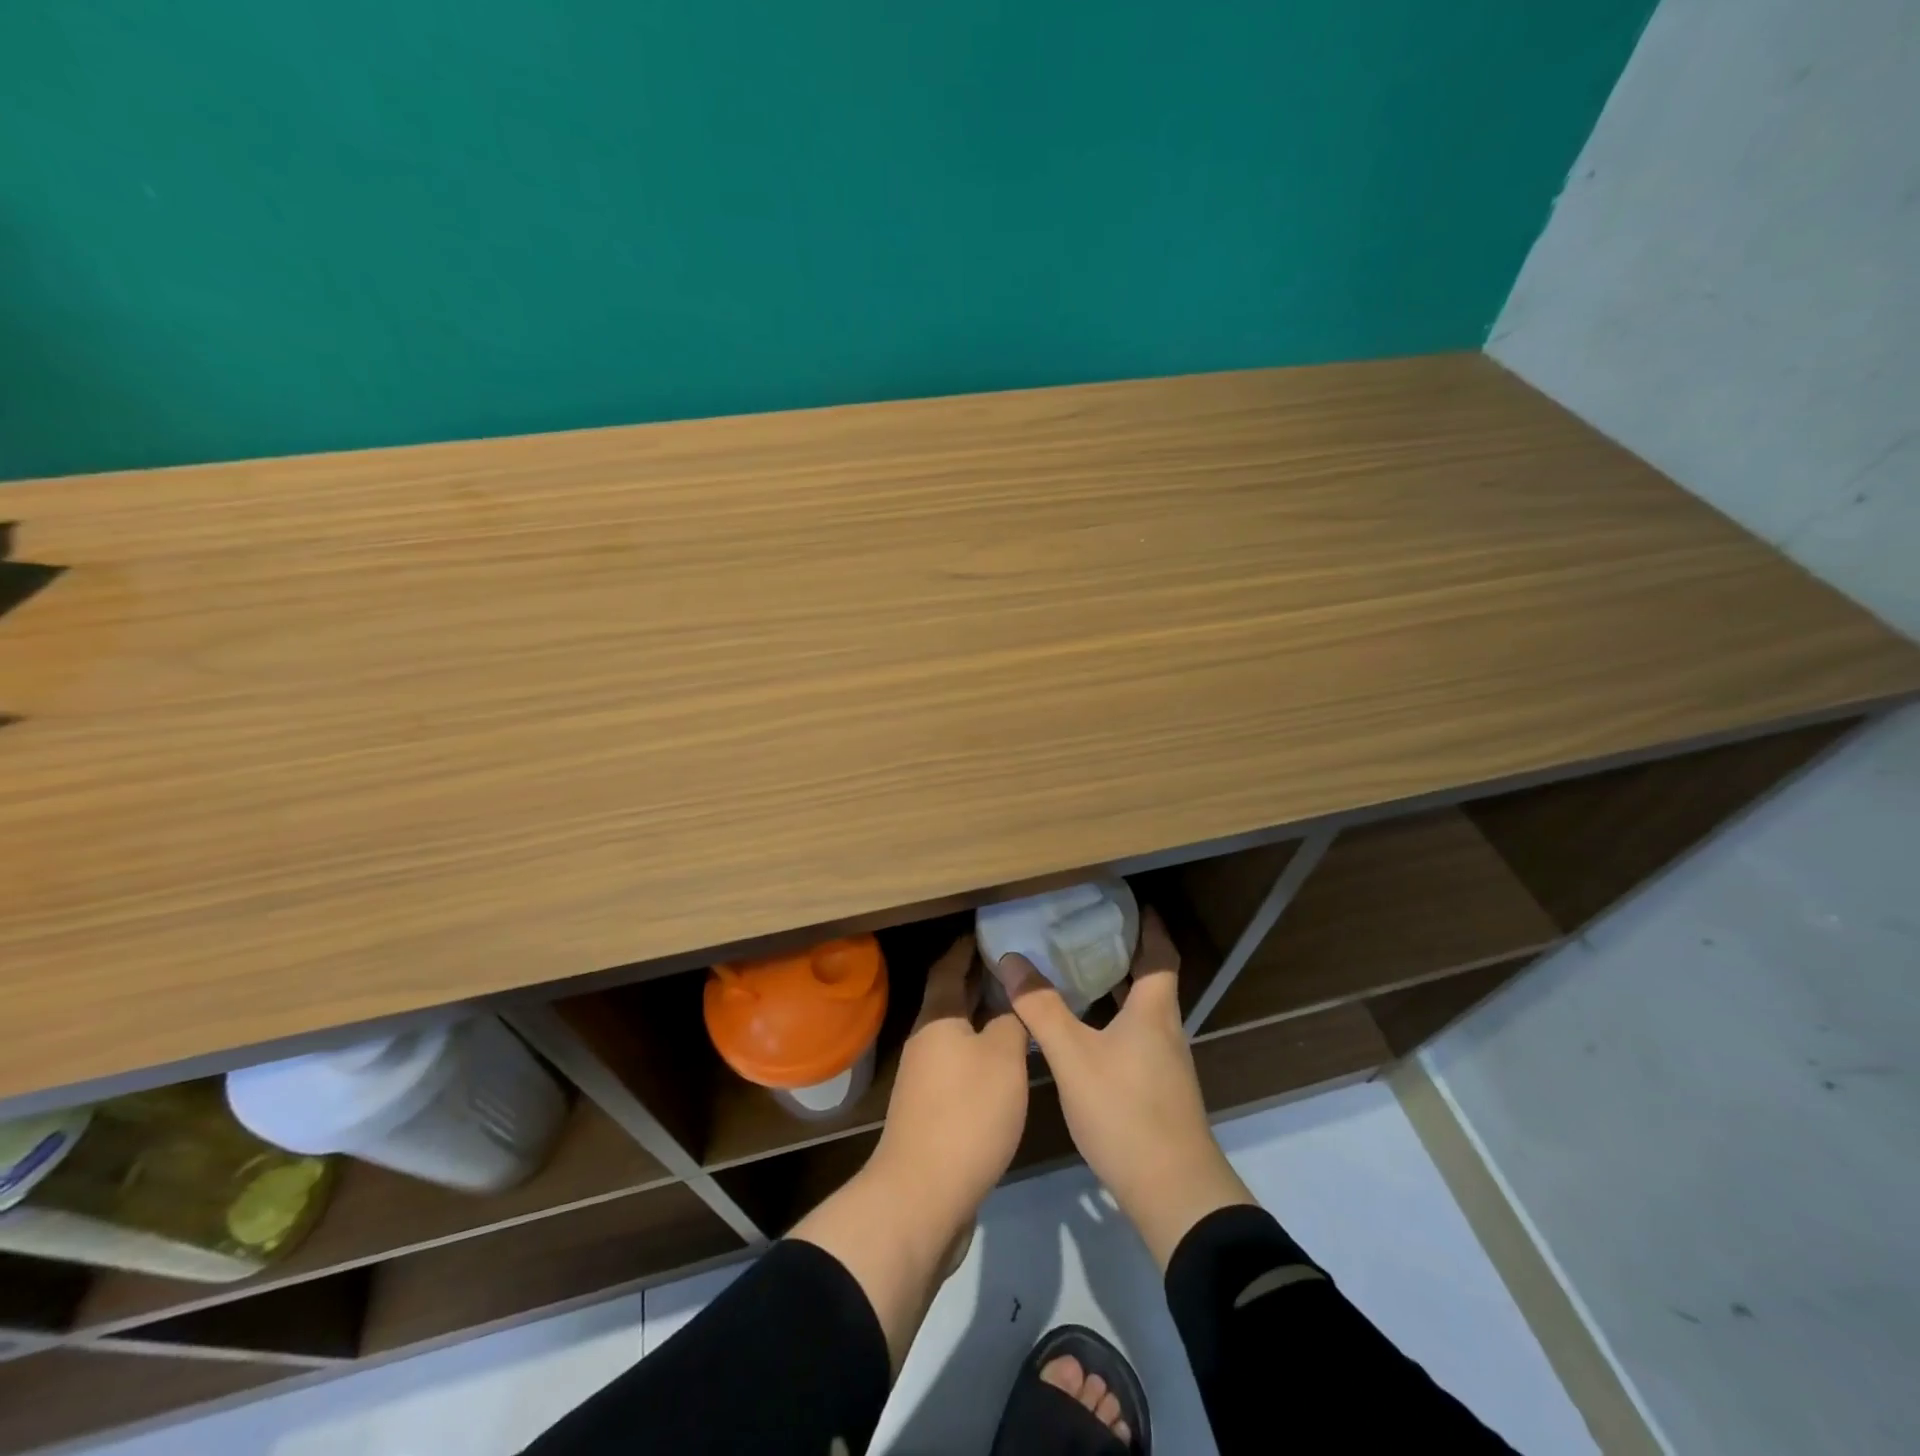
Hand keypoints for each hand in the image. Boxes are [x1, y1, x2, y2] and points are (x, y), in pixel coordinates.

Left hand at [872, 933, 1030, 1216]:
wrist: (923, 1196)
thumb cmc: (966, 1114)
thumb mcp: (1002, 1059)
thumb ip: (1010, 1023)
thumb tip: (1011, 1003)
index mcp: (938, 1019)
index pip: (950, 967)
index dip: (968, 947)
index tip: (991, 930)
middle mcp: (926, 1041)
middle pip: (952, 999)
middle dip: (980, 980)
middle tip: (1018, 964)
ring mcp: (926, 1078)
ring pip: (958, 1033)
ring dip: (983, 1018)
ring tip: (1020, 1008)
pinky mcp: (933, 1110)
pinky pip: (961, 1065)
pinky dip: (983, 1052)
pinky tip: (1008, 1062)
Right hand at [993, 907, 1254, 1268]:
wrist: (1173, 1193)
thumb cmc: (1125, 1111)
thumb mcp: (1073, 1056)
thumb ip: (1041, 1008)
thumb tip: (1011, 959)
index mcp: (1154, 1010)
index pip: (1160, 953)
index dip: (1150, 925)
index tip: (1132, 902)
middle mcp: (1165, 1029)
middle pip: (1150, 979)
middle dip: (1124, 952)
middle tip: (1086, 930)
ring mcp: (1164, 1063)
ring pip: (1140, 1011)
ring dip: (1116, 988)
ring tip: (1078, 972)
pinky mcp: (1158, 1090)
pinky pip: (1134, 1037)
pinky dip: (1112, 1020)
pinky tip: (1084, 1032)